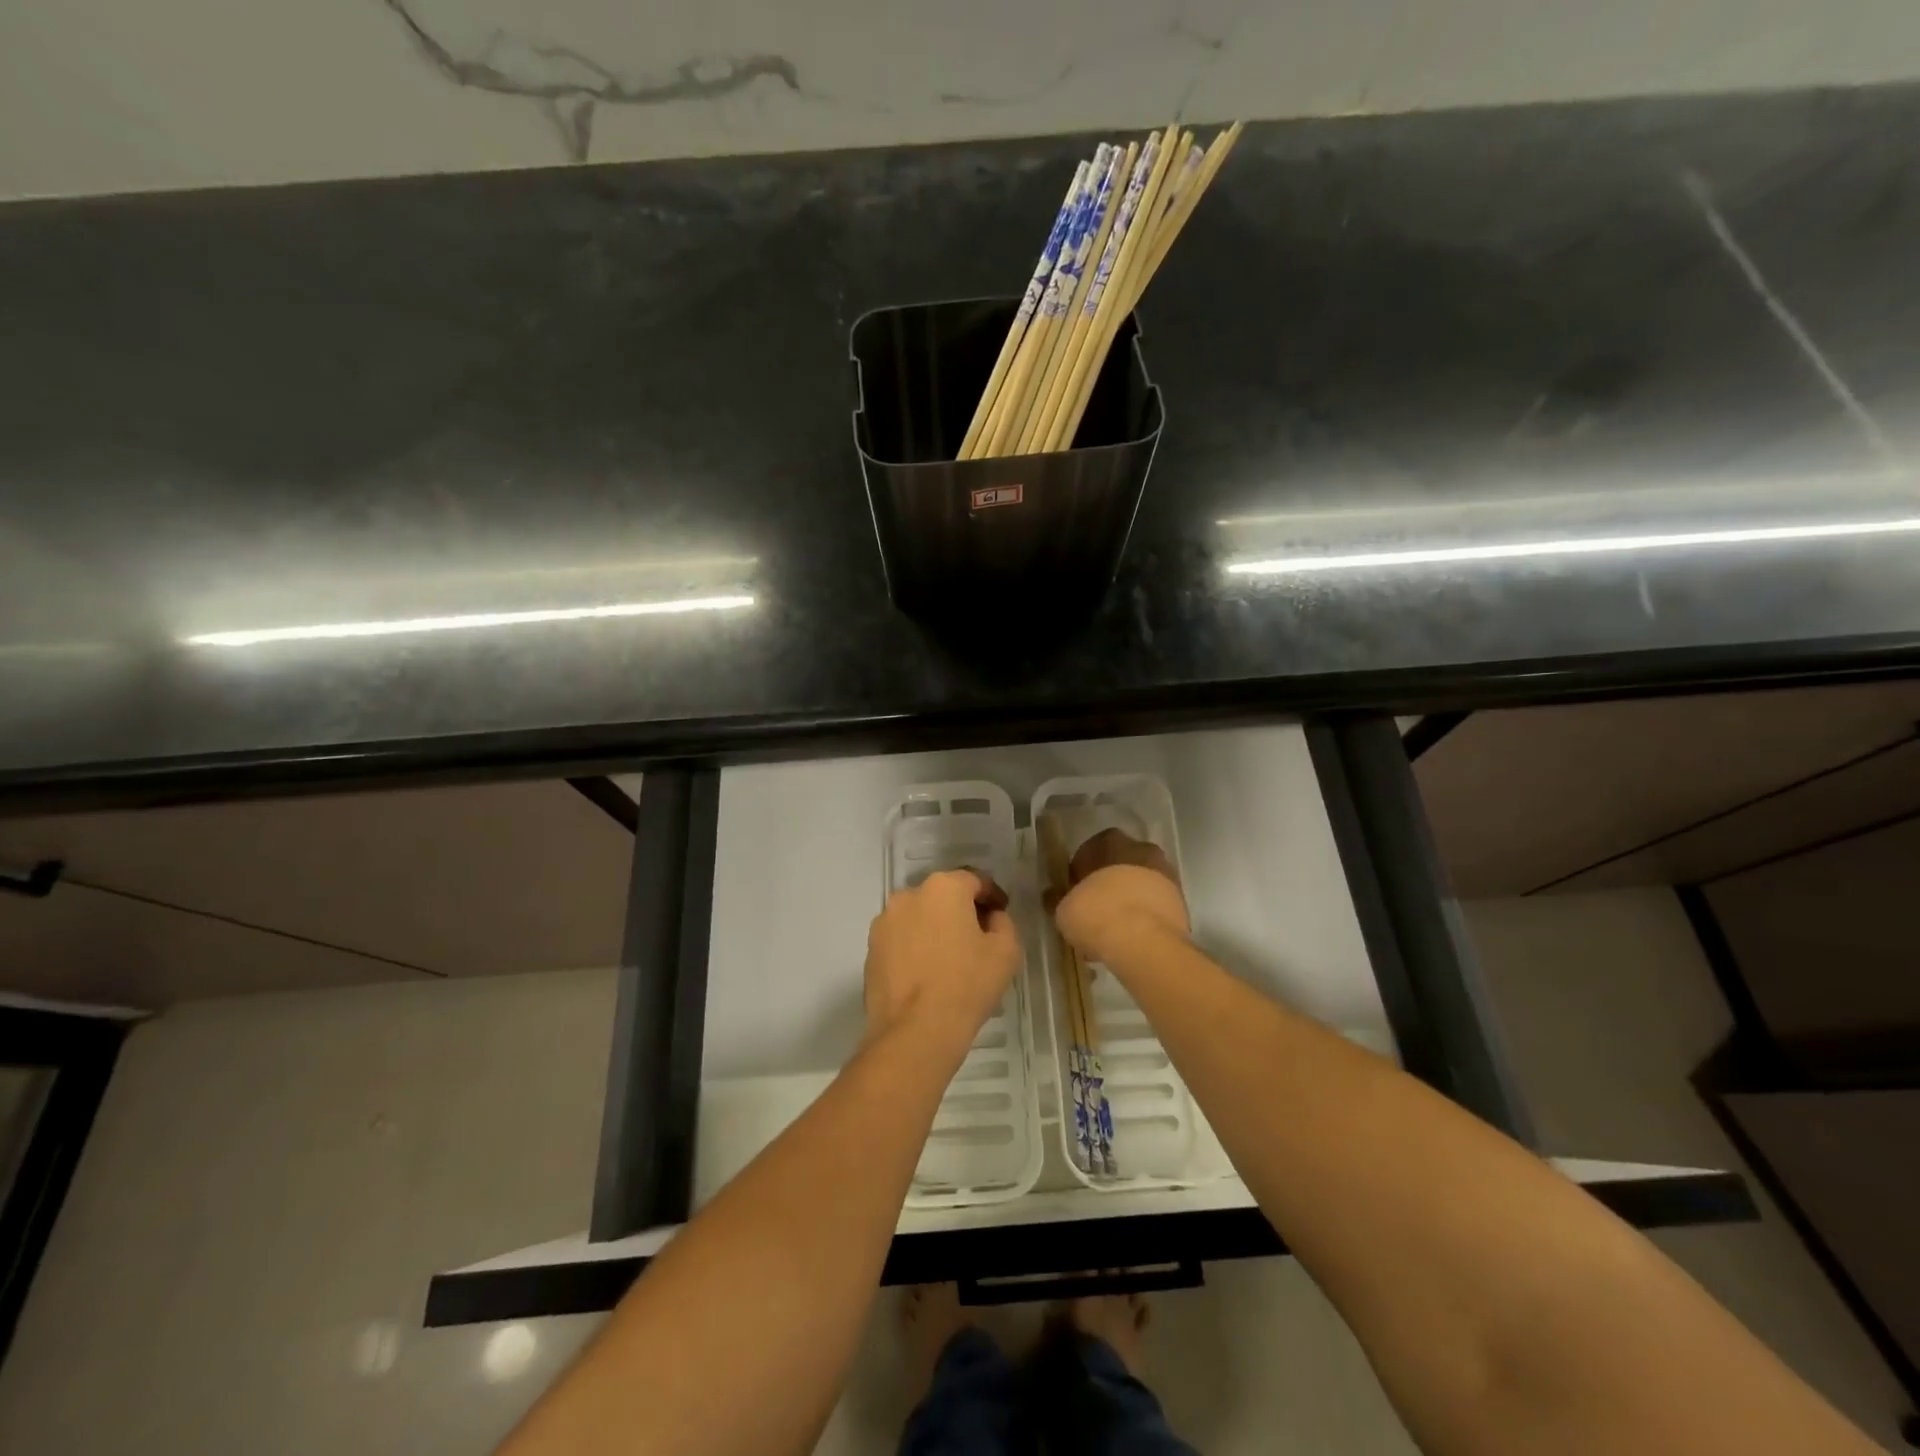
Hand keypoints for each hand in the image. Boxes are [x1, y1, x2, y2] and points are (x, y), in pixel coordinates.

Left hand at [865, 869, 1020, 1054]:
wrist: (914, 1033)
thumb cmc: (966, 985)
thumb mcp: (1006, 951)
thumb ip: (1003, 923)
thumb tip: (990, 917)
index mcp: (943, 887)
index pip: (975, 880)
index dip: (992, 896)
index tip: (1001, 914)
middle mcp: (908, 895)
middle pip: (943, 895)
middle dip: (962, 910)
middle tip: (979, 937)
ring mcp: (884, 922)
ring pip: (919, 917)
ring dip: (935, 928)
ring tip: (950, 959)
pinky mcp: (870, 949)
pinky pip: (901, 939)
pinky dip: (916, 947)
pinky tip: (928, 974)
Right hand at [1054, 828, 1189, 964]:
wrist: (1144, 942)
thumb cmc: (1096, 914)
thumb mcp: (1063, 909)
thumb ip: (1059, 898)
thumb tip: (1053, 896)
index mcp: (1111, 842)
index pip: (1091, 850)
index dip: (1081, 873)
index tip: (1076, 893)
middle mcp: (1142, 849)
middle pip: (1121, 864)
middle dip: (1109, 884)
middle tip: (1096, 910)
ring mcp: (1166, 874)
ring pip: (1141, 884)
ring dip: (1130, 900)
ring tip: (1115, 929)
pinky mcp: (1181, 901)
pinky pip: (1156, 904)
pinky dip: (1146, 916)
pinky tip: (1133, 938)